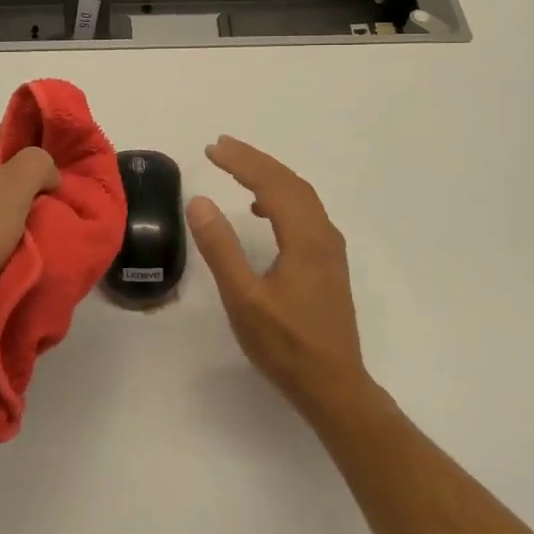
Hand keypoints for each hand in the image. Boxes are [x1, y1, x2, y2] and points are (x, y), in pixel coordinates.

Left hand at [0, 125, 60, 360]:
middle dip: (27, 187)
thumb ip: (37, 164)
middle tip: (51, 208)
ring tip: (34, 236)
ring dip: (12, 218)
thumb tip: (44, 171)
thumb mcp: (12, 191)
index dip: (37, 150)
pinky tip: (7, 257)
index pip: (7, 132)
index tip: (58, 179)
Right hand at [188, 136, 366, 413]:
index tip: (212, 148)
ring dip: (270, 176)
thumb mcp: (243, 298)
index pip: (272, 184)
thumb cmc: (285, 345)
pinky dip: (282, 198)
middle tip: (221, 147)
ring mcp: (330, 249)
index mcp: (304, 238)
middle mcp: (323, 235)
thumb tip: (200, 201)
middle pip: (290, 182)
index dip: (242, 161)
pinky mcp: (329, 264)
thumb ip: (221, 247)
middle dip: (255, 160)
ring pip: (301, 196)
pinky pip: (306, 213)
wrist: (333, 386)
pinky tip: (263, 211)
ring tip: (238, 169)